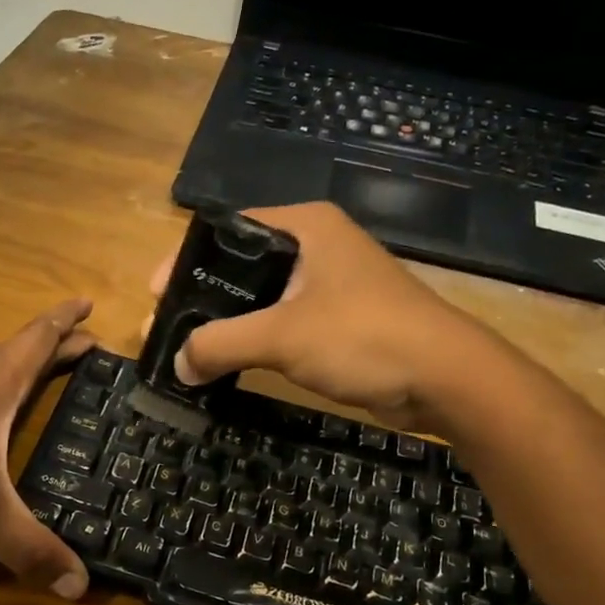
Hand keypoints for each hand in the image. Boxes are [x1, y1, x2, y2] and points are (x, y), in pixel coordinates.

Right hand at [154, 203, 499, 429]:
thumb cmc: (363, 337)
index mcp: (305, 226)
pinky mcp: (341, 319)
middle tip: (167, 329)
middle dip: (203, 298)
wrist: (447, 378)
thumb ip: (220, 345)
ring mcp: (332, 284)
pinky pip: (284, 323)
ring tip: (190, 351)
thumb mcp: (281, 336)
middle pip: (242, 265)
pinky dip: (256, 341)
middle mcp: (317, 246)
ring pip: (263, 298)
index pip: (228, 230)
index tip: (157, 295)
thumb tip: (177, 364)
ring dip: (228, 324)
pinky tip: (230, 364)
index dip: (187, 259)